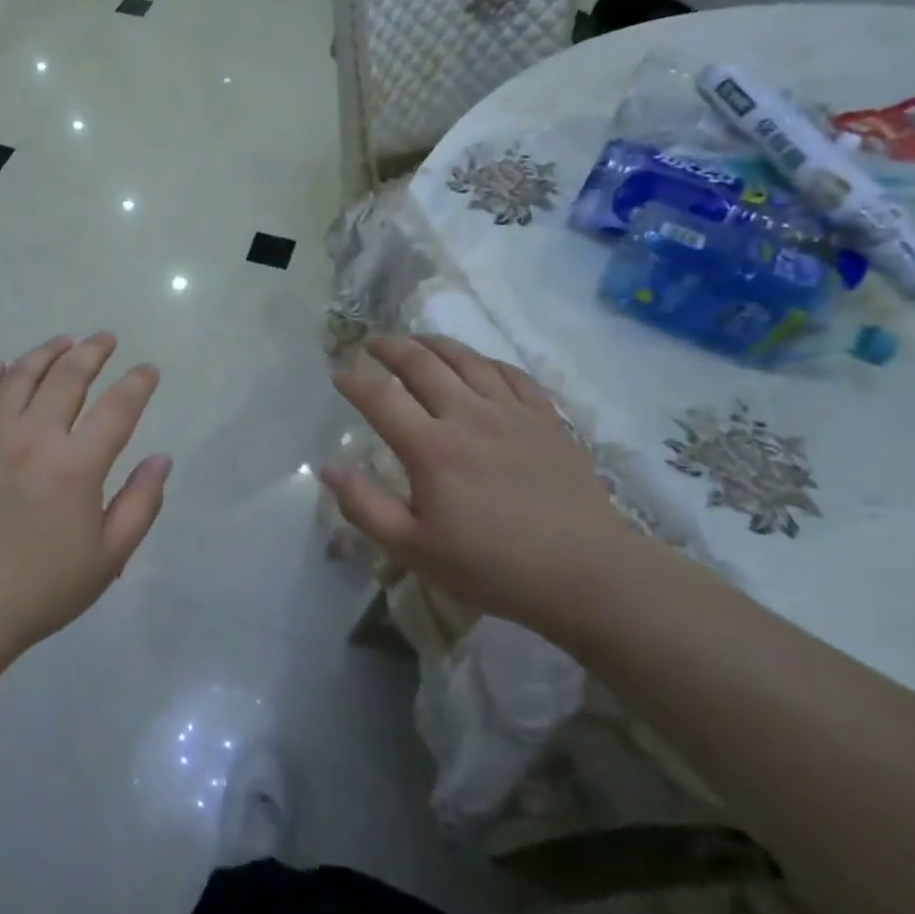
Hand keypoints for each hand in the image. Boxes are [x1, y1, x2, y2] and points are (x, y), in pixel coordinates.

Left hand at [0, 333, 169, 680]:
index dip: (138, 383)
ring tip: (63, 342)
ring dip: (45, 353)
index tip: (148, 371)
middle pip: (67, 377)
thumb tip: (160, 459)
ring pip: (19, 377)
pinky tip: (1, 367)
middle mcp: (33, 438)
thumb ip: (141, 503)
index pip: (118, 407)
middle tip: (106, 339)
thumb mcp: (109, 557)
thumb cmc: (42, 588)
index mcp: (76, 465)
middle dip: (92, 352)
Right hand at [323, 334, 646, 633]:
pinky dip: (485, 361)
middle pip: (422, 364)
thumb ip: (366, 507)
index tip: (338, 375)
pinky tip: (477, 363)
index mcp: (431, 448)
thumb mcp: (414, 549)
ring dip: (434, 344)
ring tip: (416, 340)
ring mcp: (511, 412)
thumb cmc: (491, 566)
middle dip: (390, 348)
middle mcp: (468, 416)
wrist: (585, 572)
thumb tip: (329, 468)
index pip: (381, 398)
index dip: (354, 382)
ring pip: (467, 360)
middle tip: (372, 343)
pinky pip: (511, 374)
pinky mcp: (546, 419)